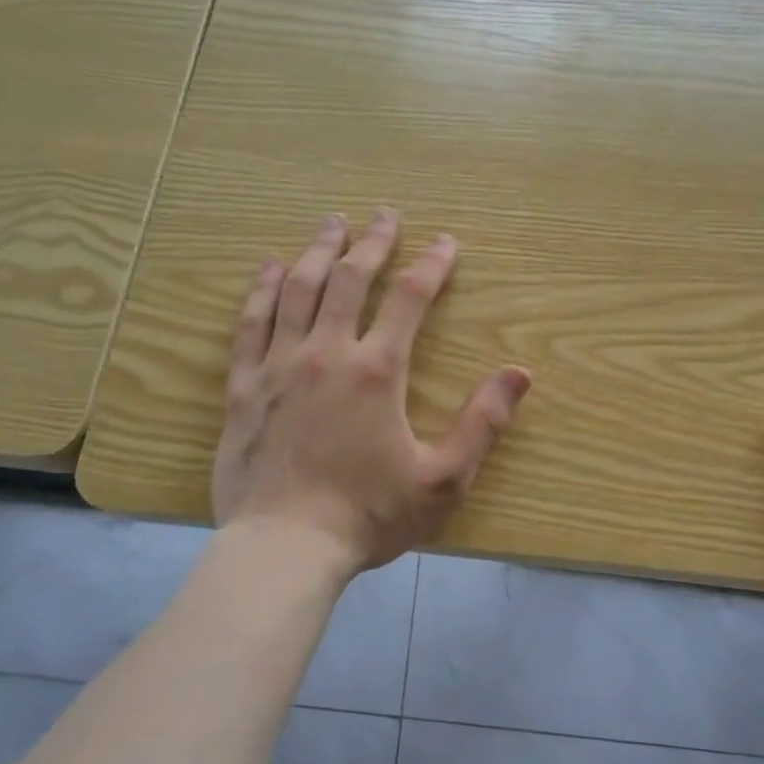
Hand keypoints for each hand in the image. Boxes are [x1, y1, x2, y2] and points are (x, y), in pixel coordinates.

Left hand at [212, 209, 531, 576]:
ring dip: (318, 251)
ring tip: (331, 223)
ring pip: (298, 290)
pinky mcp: (244, 386)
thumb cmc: (367, 516)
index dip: (432, 265)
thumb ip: (482, 423)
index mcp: (376, 371)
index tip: (446, 243)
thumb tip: (520, 374)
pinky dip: (263, 290)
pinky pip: (252, 324)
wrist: (283, 548)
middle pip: (349, 279)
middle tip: (385, 215)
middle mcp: (326, 353)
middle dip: (372, 242)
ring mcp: (278, 366)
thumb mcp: (442, 480)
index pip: (409, 298)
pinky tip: (271, 268)